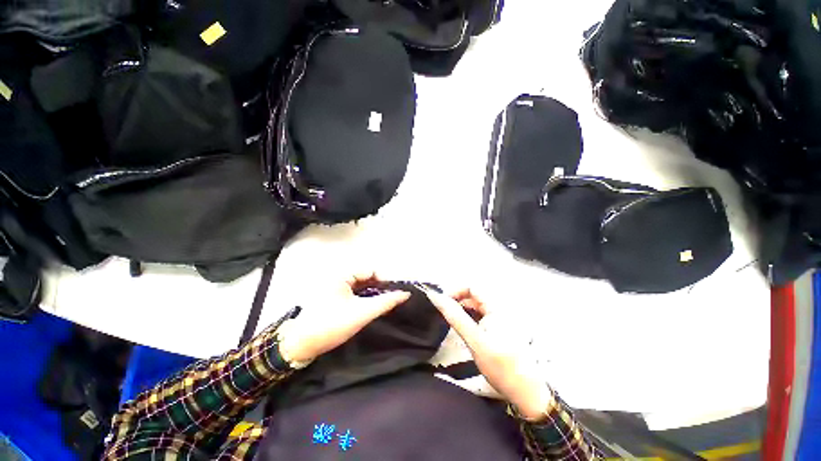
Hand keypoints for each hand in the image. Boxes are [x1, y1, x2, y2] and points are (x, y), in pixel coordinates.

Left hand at [277, 272, 410, 363]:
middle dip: (380, 287)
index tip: (396, 294)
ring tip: (383, 304)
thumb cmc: (331, 325)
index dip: (385, 281)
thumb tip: (405, 293)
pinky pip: (355, 291)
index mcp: (343, 273)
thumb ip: (385, 302)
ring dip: (373, 292)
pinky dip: (365, 297)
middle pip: (367, 276)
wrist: (301, 345)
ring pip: (362, 284)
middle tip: (391, 300)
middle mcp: (339, 275)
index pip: (371, 271)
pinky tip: (370, 307)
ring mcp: (336, 285)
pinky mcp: (334, 295)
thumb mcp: (361, 313)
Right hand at [423, 288, 550, 421]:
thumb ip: (455, 317)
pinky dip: (471, 319)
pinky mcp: (500, 330)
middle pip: (475, 296)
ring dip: (463, 311)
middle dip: (458, 301)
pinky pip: (482, 317)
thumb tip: (436, 297)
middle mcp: (500, 309)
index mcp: (497, 308)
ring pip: (477, 308)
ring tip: (452, 322)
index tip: (442, 303)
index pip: (472, 287)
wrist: (526, 393)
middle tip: (445, 314)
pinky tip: (465, 330)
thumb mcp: (474, 340)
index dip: (456, 291)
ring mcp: (501, 320)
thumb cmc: (500, 366)